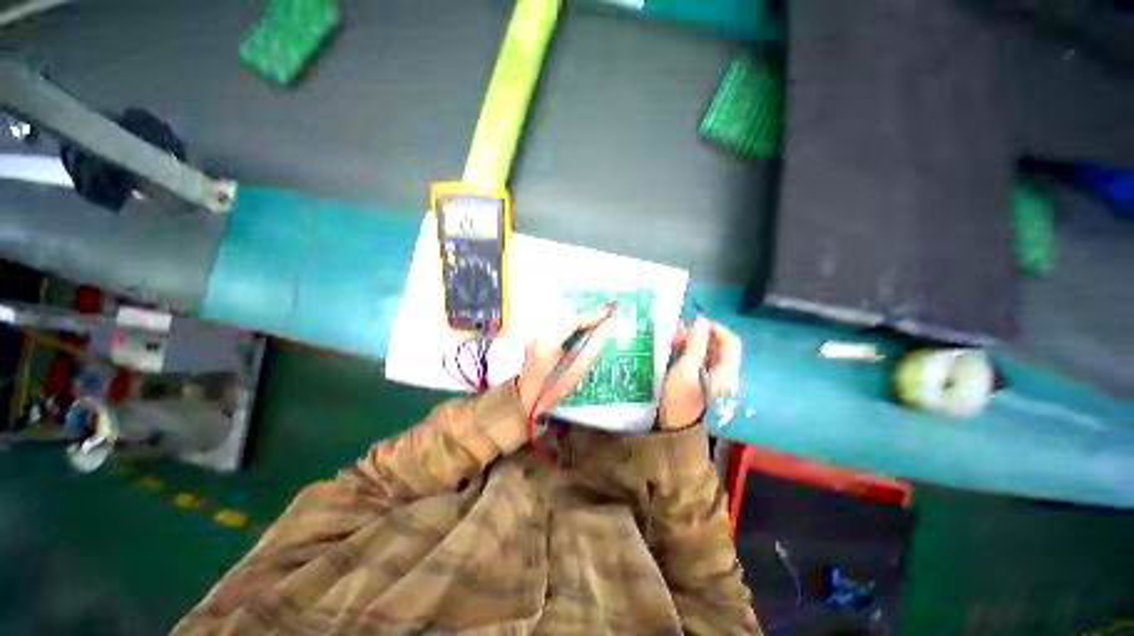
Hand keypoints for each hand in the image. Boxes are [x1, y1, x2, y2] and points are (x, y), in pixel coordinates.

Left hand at [516, 312, 611, 416]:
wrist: (527, 398)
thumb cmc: (553, 390)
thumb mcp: (576, 372)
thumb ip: (591, 348)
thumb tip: (604, 329)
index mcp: (547, 345)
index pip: (571, 322)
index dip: (590, 317)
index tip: (606, 314)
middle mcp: (538, 336)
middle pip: (565, 318)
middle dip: (584, 318)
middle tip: (602, 321)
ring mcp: (534, 336)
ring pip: (560, 321)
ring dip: (576, 322)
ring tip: (592, 327)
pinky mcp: (535, 338)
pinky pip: (555, 326)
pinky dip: (568, 327)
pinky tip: (577, 335)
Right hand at [658, 318, 741, 428]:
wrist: (673, 424)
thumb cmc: (679, 397)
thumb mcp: (685, 369)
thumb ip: (696, 345)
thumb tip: (701, 321)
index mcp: (727, 372)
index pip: (731, 342)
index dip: (715, 328)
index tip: (693, 324)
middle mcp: (726, 373)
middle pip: (719, 344)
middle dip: (698, 335)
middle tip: (676, 335)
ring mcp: (716, 376)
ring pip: (709, 349)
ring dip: (692, 341)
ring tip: (673, 341)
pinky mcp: (705, 377)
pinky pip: (702, 356)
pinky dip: (690, 349)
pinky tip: (676, 348)